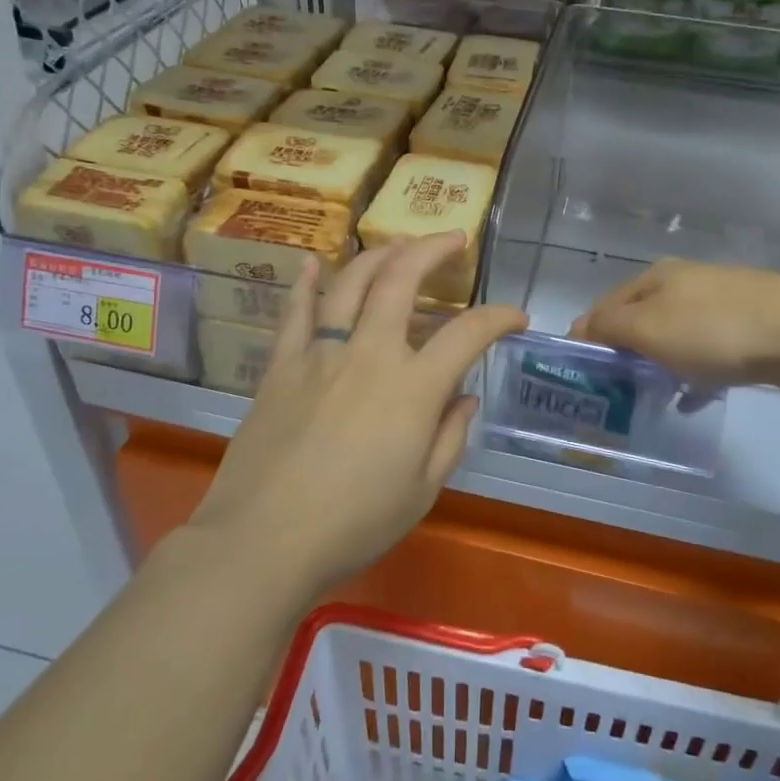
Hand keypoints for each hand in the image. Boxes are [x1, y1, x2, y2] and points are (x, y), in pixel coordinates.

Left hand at [189, 235, 526, 593]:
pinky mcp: (281, 365)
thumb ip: (449, 437)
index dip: (498, 318)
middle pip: (402, 280)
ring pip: (351, 283)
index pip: (468, 334)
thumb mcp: (422, 491)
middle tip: (453, 240)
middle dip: (433, 250)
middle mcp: (369, 355)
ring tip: (398, 244)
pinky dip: (307, 282)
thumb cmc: (353, 524)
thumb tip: (464, 397)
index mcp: (413, 389)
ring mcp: (320, 354)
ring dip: (379, 255)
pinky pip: (295, 312)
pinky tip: (314, 262)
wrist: (263, 540)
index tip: (515, 317)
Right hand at [569, 258, 779, 390]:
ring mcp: (718, 302)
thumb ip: (607, 327)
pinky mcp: (747, 325)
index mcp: (653, 278)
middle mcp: (682, 283)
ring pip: (671, 337)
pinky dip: (691, 372)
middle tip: (614, 391)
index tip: (582, 376)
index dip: (587, 338)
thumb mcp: (648, 328)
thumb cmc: (714, 330)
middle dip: (623, 353)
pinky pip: (704, 351)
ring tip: (651, 398)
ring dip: (657, 365)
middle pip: (637, 320)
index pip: (603, 306)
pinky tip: (693, 398)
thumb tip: (579, 330)